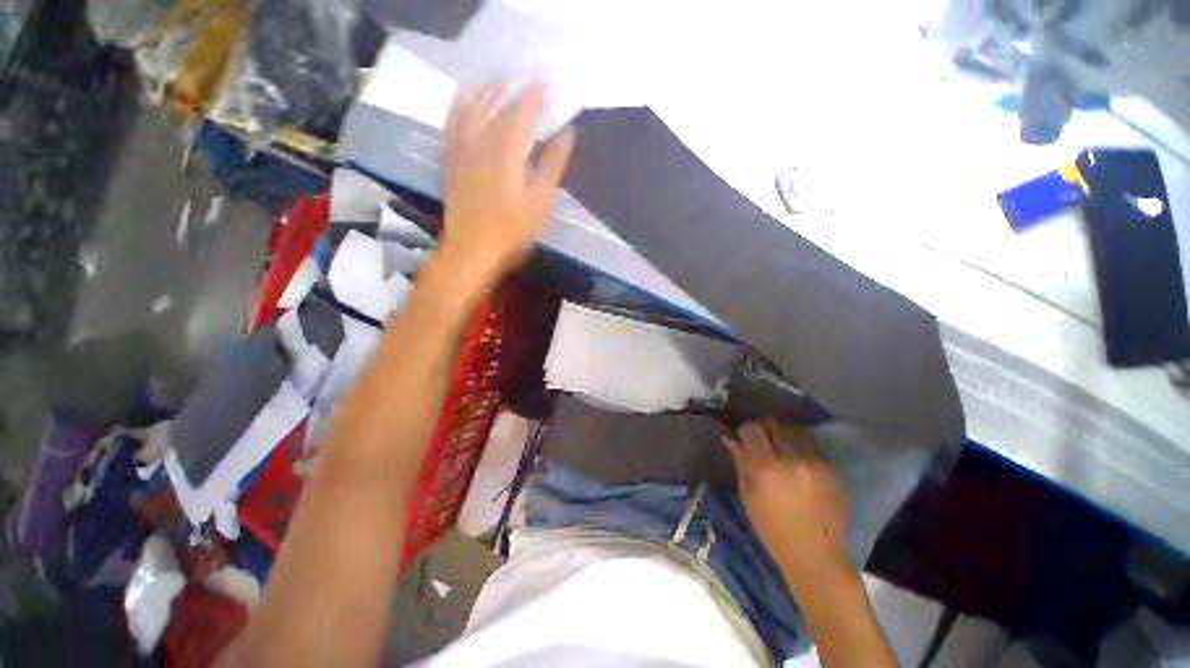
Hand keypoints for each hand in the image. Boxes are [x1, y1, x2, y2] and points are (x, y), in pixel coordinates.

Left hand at [438, 83, 573, 288]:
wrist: (472, 250)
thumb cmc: (512, 231)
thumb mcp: (541, 203)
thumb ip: (552, 165)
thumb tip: (566, 134)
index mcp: (507, 152)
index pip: (521, 113)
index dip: (534, 96)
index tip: (546, 84)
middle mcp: (481, 143)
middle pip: (494, 106)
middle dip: (509, 88)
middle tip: (523, 77)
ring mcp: (462, 151)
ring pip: (470, 110)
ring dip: (484, 91)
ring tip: (495, 80)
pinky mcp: (450, 162)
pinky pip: (451, 125)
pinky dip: (458, 107)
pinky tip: (463, 100)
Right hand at [726, 418, 850, 575]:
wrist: (814, 553)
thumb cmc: (772, 528)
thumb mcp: (748, 495)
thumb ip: (741, 462)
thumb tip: (732, 439)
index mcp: (767, 467)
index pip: (754, 429)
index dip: (747, 429)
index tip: (745, 436)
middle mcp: (792, 459)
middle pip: (775, 426)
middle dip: (766, 430)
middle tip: (763, 441)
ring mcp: (816, 464)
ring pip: (797, 433)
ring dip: (786, 437)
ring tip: (784, 450)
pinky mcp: (834, 471)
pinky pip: (814, 448)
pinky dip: (804, 450)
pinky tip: (801, 464)